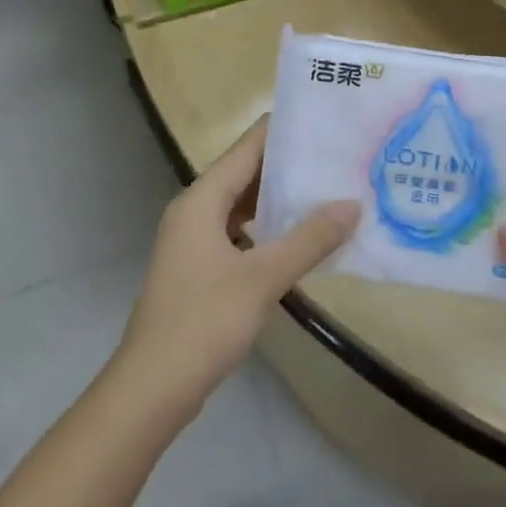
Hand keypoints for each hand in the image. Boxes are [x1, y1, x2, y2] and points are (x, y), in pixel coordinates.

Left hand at [120, 116, 357, 411]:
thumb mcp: (263, 278)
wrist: (153, 387)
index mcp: (201, 201)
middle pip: (246, 174)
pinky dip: (270, 230)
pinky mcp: (201, 269)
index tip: (325, 119)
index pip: (247, 148)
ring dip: (281, 200)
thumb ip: (310, 239)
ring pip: (243, 206)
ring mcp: (195, 243)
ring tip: (329, 190)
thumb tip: (352, 204)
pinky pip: (240, 234)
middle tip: (340, 156)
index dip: (284, 131)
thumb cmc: (204, 323)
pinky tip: (303, 238)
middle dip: (289, 165)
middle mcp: (194, 212)